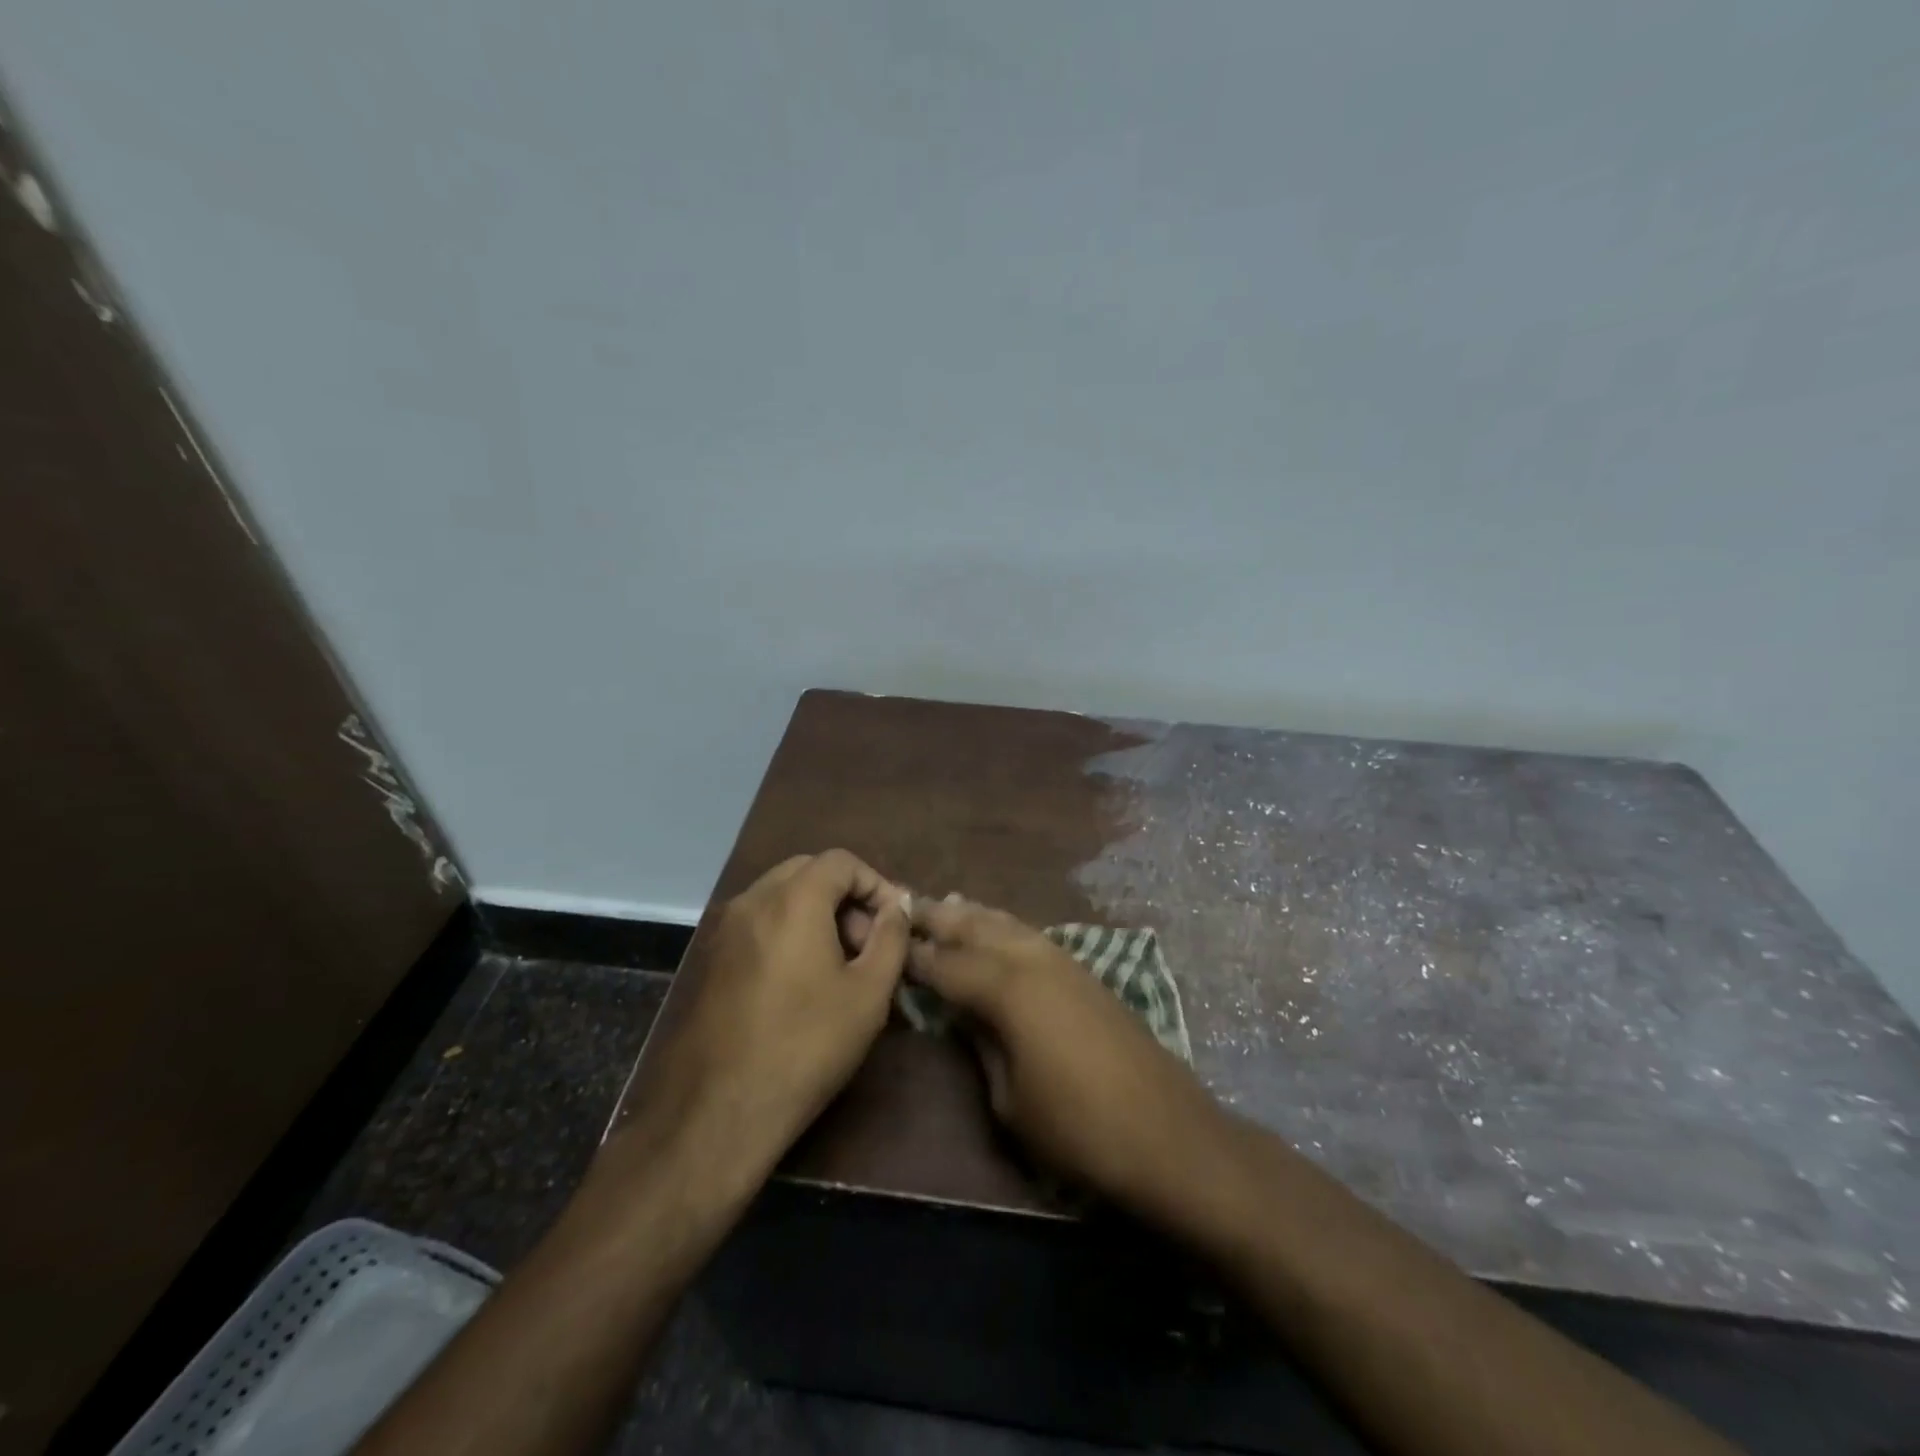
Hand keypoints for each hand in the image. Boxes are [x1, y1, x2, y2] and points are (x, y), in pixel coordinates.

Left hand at [615, 850, 911, 1200]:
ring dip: (816, 912)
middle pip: (808, 871)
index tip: (893, 922)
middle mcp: (753, 900)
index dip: (875, 883)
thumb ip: (891, 937)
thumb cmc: (807, 1045)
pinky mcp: (711, 958)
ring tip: (840, 962)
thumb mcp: (869, 993)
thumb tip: (896, 907)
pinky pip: (758, 922)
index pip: (841, 861)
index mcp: (793, 899)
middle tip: (868, 940)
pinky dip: (788, 929)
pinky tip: (802, 978)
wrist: (720, 1110)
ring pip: (780, 896)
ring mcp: (725, 928)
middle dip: (846, 895)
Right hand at [905, 896, 1226, 1222]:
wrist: (1168, 1133)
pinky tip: (998, 930)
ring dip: (974, 915)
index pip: (947, 964)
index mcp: (1007, 989)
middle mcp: (1033, 960)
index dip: (915, 956)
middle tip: (905, 907)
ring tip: (946, 904)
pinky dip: (1005, 927)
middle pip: (976, 928)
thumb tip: (963, 1014)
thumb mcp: (1010, 1100)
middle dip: (940, 918)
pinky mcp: (1086, 973)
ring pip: (1008, 924)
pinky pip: (1032, 936)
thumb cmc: (1078, 1129)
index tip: (887, 943)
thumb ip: (981, 1046)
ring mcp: (1065, 961)